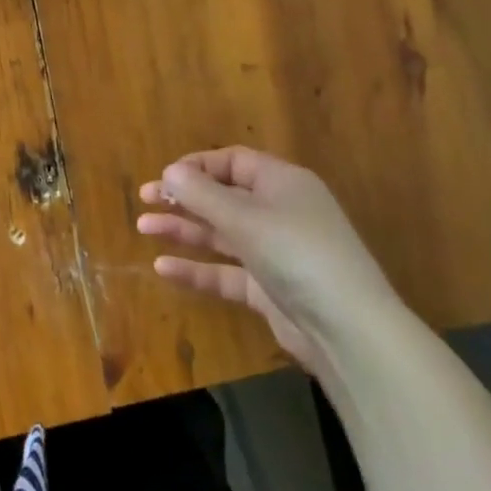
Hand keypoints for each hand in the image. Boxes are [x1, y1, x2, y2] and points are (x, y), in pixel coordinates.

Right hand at [137, 147, 400, 372]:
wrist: (347, 328)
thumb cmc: (295, 253)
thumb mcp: (244, 217)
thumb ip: (201, 194)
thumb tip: (169, 171)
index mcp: (281, 182)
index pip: (233, 162)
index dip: (197, 166)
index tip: (163, 177)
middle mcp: (279, 212)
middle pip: (224, 196)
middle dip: (184, 197)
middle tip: (145, 200)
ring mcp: (275, 252)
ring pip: (222, 234)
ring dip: (184, 229)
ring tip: (143, 227)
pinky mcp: (270, 288)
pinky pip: (227, 271)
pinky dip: (198, 268)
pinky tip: (163, 267)